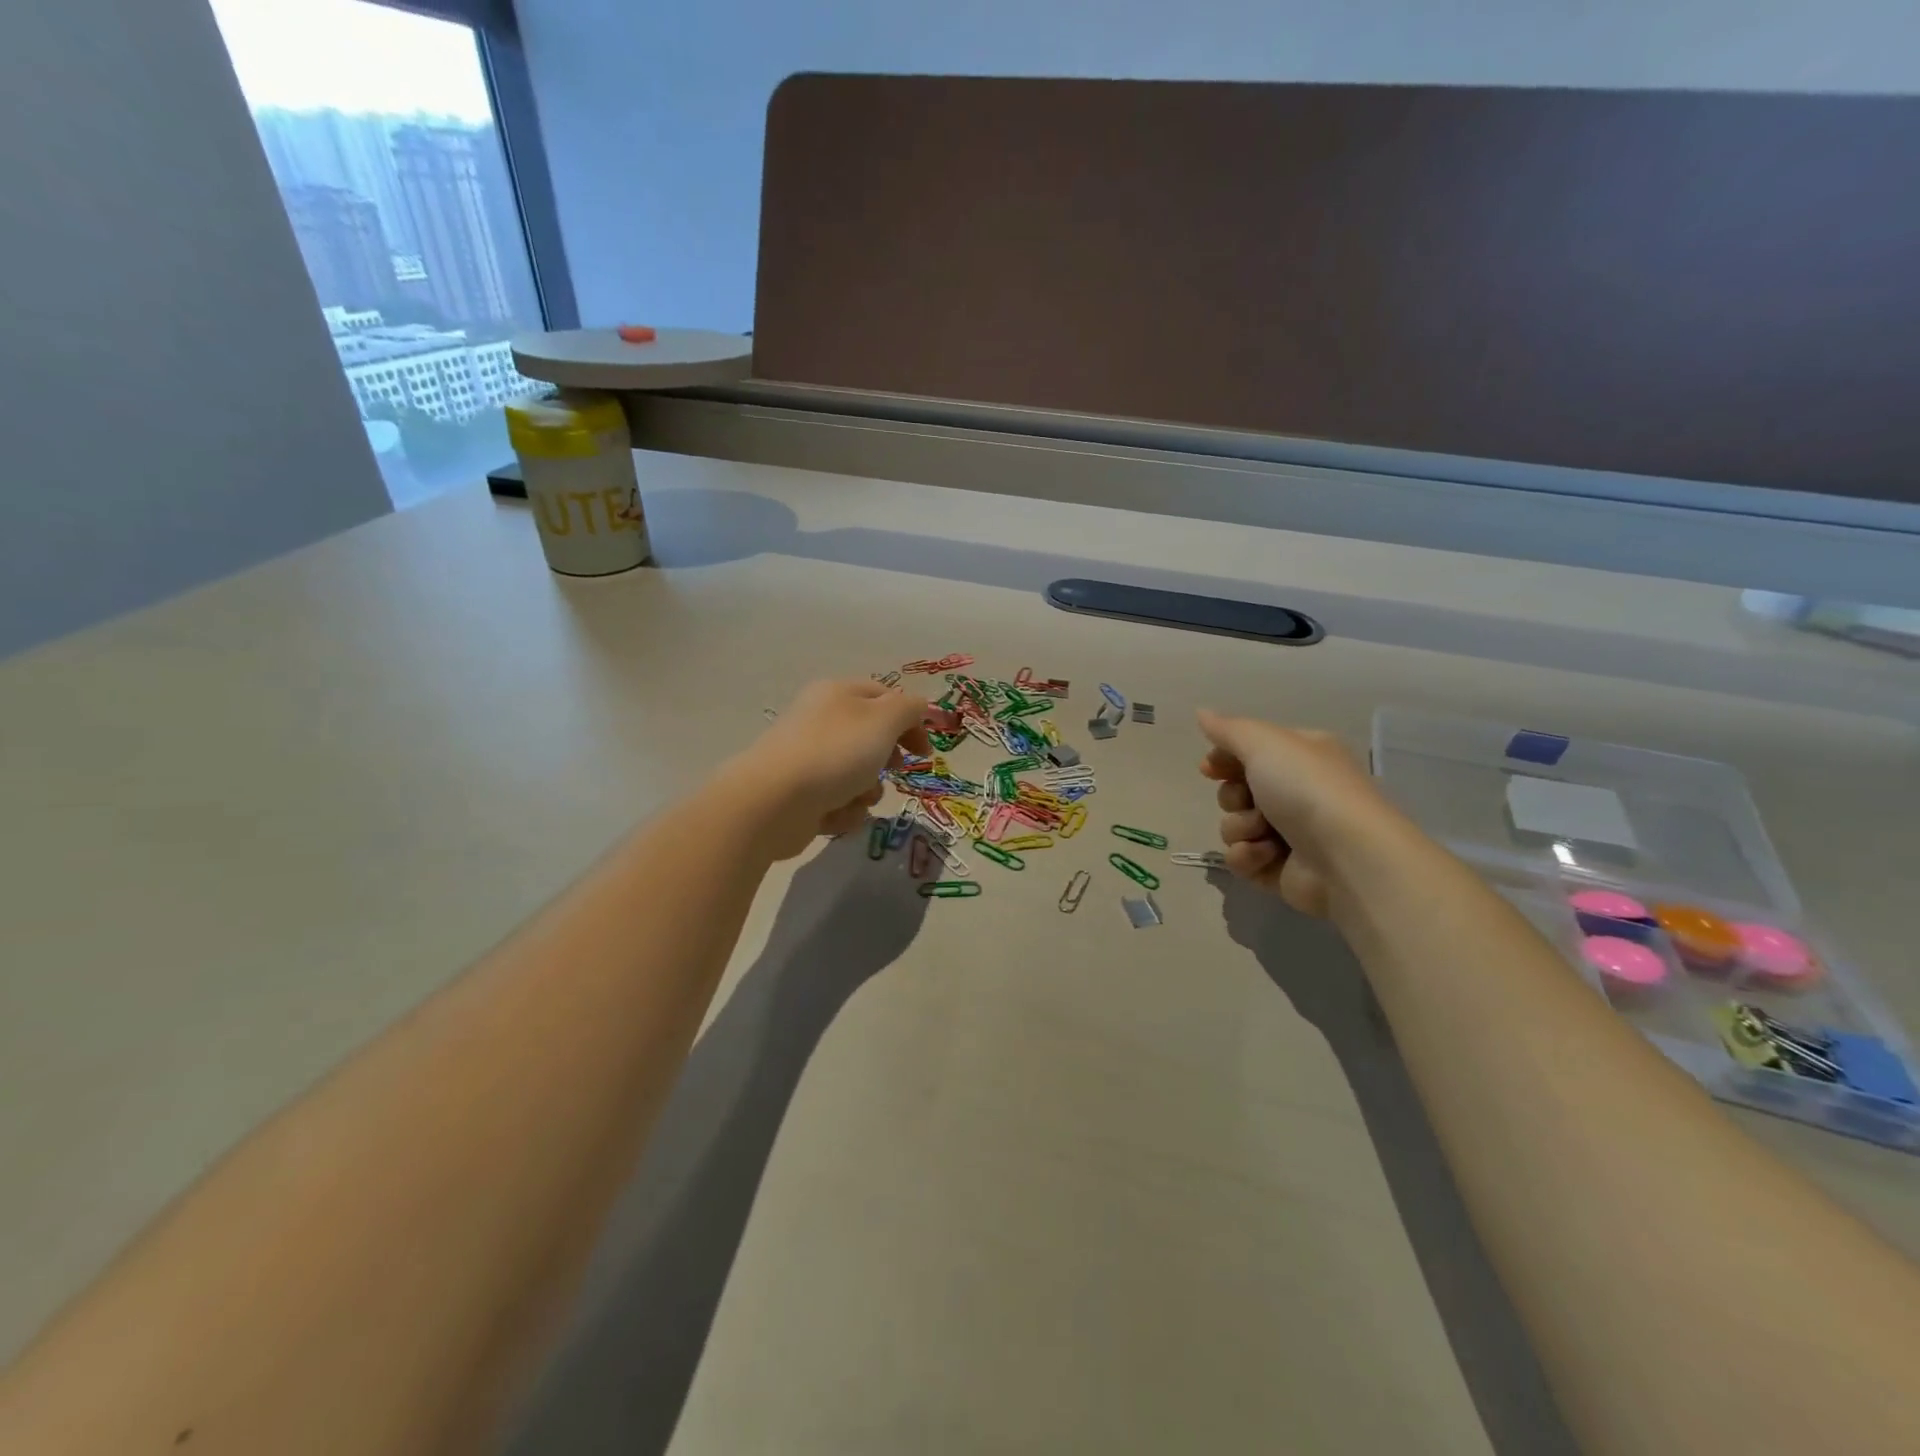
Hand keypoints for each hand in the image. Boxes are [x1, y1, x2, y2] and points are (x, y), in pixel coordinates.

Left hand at [723, 680, 931, 859]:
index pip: (885, 697)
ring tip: (858, 797)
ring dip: (867, 791)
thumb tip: (917, 708)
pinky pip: (837, 801)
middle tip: (895, 771)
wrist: (773, 802)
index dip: (911, 720)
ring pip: (857, 774)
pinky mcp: (799, 795)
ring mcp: (807, 759)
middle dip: (887, 759)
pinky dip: (843, 810)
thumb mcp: (884, 720)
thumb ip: (909, 709)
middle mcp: (820, 721)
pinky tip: (834, 814)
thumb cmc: (835, 753)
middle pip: (870, 738)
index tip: (924, 751)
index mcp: (838, 693)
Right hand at [1196, 709, 1401, 916]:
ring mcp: (1290, 834)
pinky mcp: (1281, 870)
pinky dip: (1248, 856)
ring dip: (1241, 828)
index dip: (1225, 759)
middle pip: (1237, 792)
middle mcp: (1298, 793)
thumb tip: (1202, 712)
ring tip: (1264, 833)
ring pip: (1235, 826)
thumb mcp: (1265, 742)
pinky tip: (1267, 855)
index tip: (1209, 768)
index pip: (1251, 752)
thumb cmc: (1307, 788)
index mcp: (1302, 757)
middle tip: (1248, 800)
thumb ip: (1228, 729)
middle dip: (1233, 798)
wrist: (1346, 856)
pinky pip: (1242, 859)